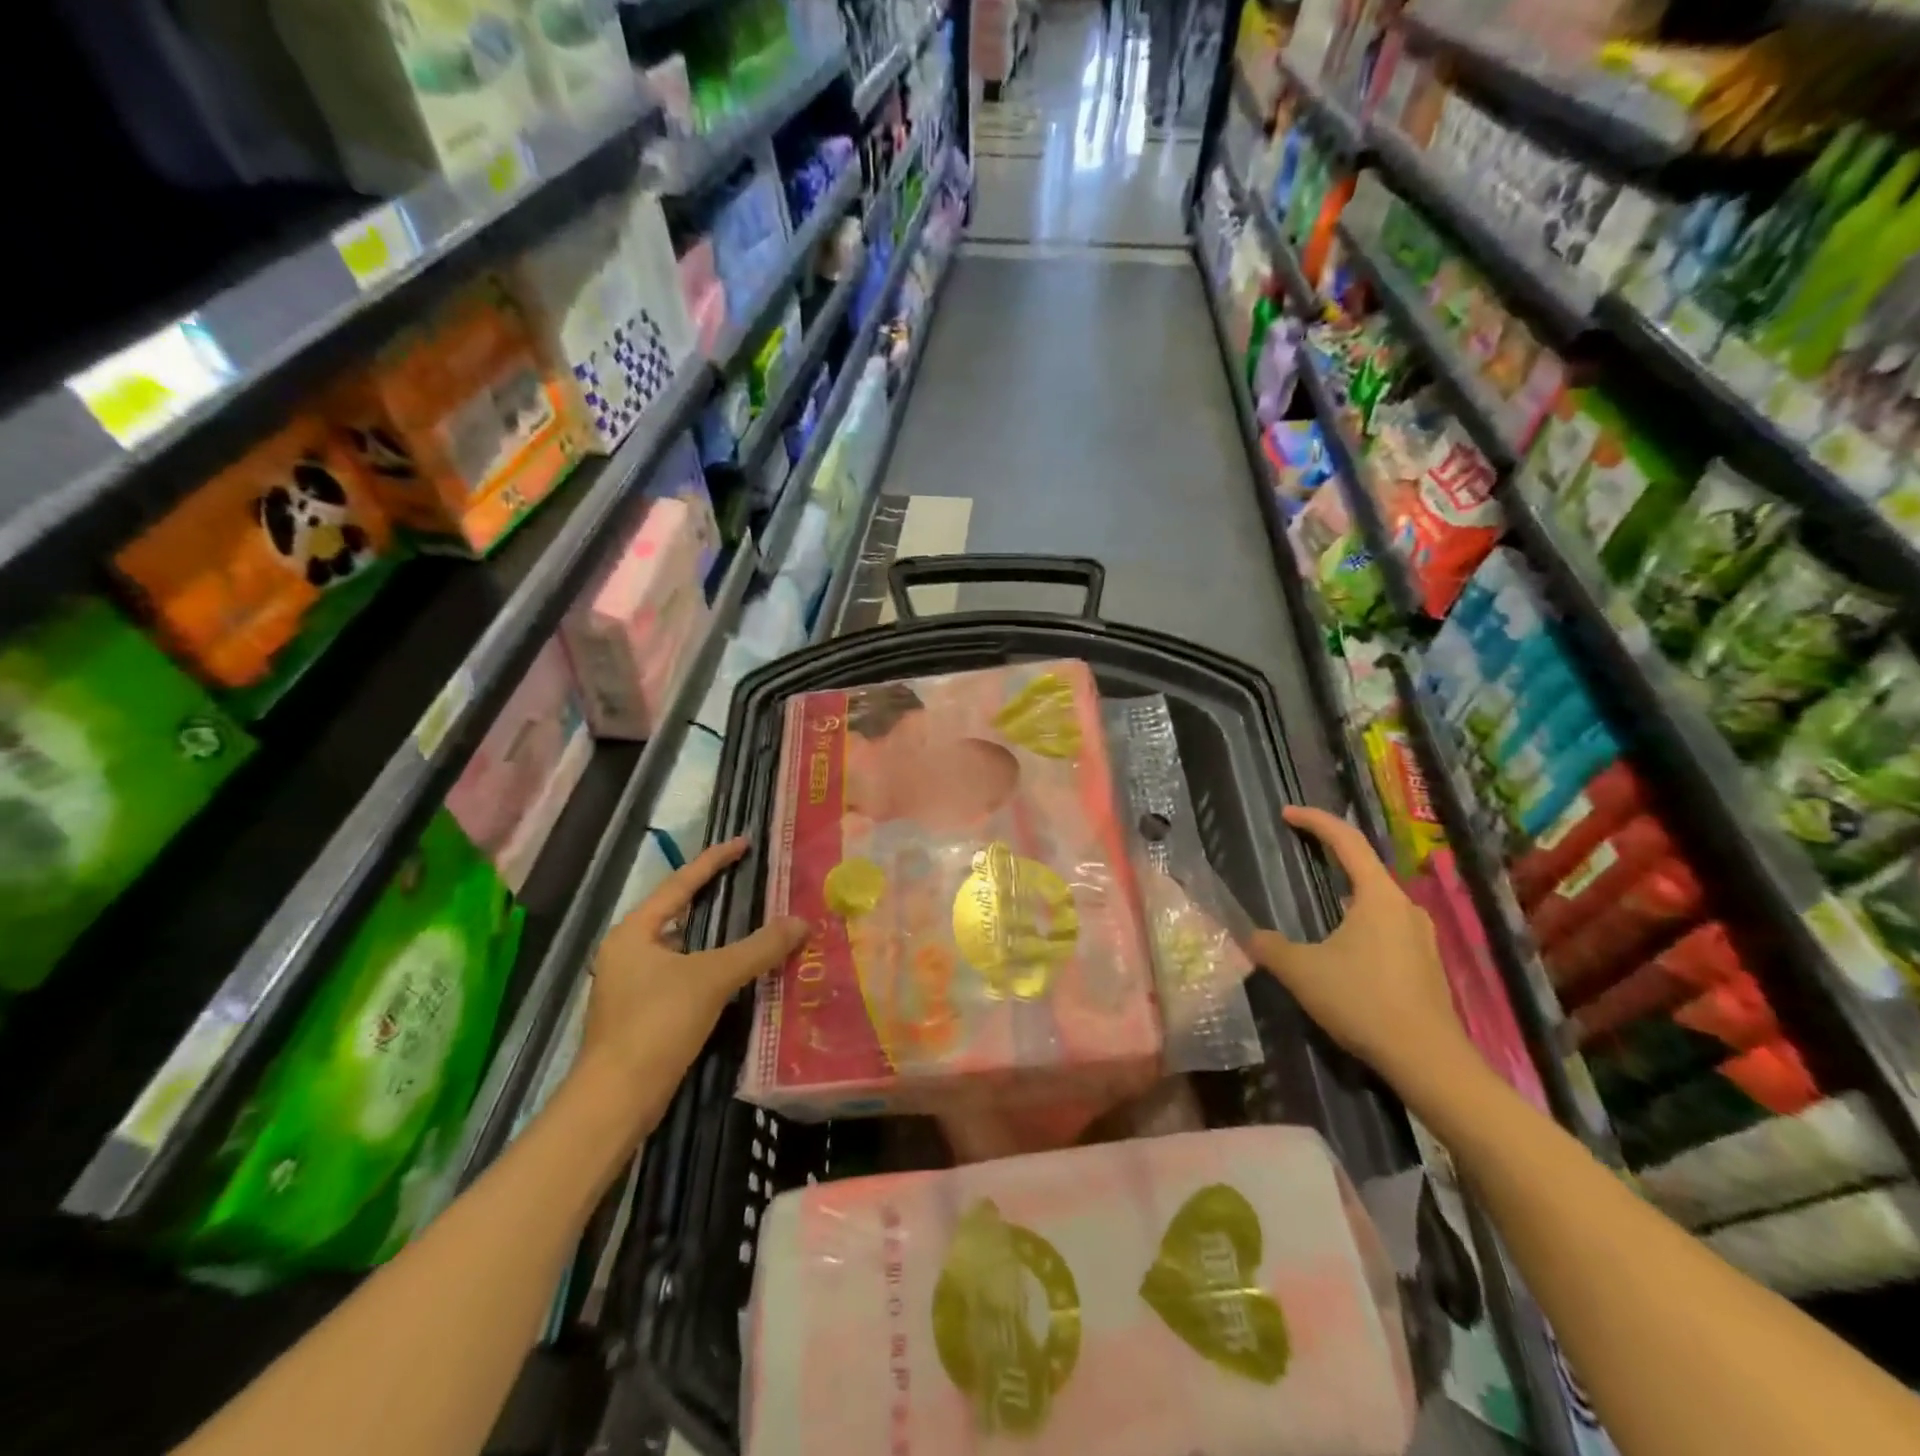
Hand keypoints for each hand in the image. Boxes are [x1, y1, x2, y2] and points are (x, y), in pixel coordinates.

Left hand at [576, 836, 807, 1109]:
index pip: (679, 883)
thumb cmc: (657, 1023)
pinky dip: (707, 965)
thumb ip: (758, 947)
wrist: (617, 1099)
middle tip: (746, 878)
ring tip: (745, 920)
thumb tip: (802, 922)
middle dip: (710, 894)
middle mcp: (627, 952)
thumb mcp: (713, 977)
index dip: (714, 860)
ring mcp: (630, 985)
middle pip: (675, 912)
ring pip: (679, 946)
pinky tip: (731, 972)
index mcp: (633, 932)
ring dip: (712, 934)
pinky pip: (681, 974)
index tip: (744, 843)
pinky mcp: (640, 1015)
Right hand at [1249, 807, 1472, 1090]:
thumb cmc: (1362, 1001)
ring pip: (1377, 900)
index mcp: (1377, 896)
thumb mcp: (1302, 972)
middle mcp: (1405, 907)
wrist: (1427, 1059)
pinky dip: (1361, 921)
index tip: (1287, 813)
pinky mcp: (1426, 963)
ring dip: (1348, 892)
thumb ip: (1270, 948)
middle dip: (1332, 855)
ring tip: (1320, 899)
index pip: (1346, 841)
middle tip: (1301, 850)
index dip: (1315, 821)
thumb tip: (1250, 936)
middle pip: (1365, 867)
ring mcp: (1421, 936)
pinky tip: (1345, 945)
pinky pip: (1387, 926)